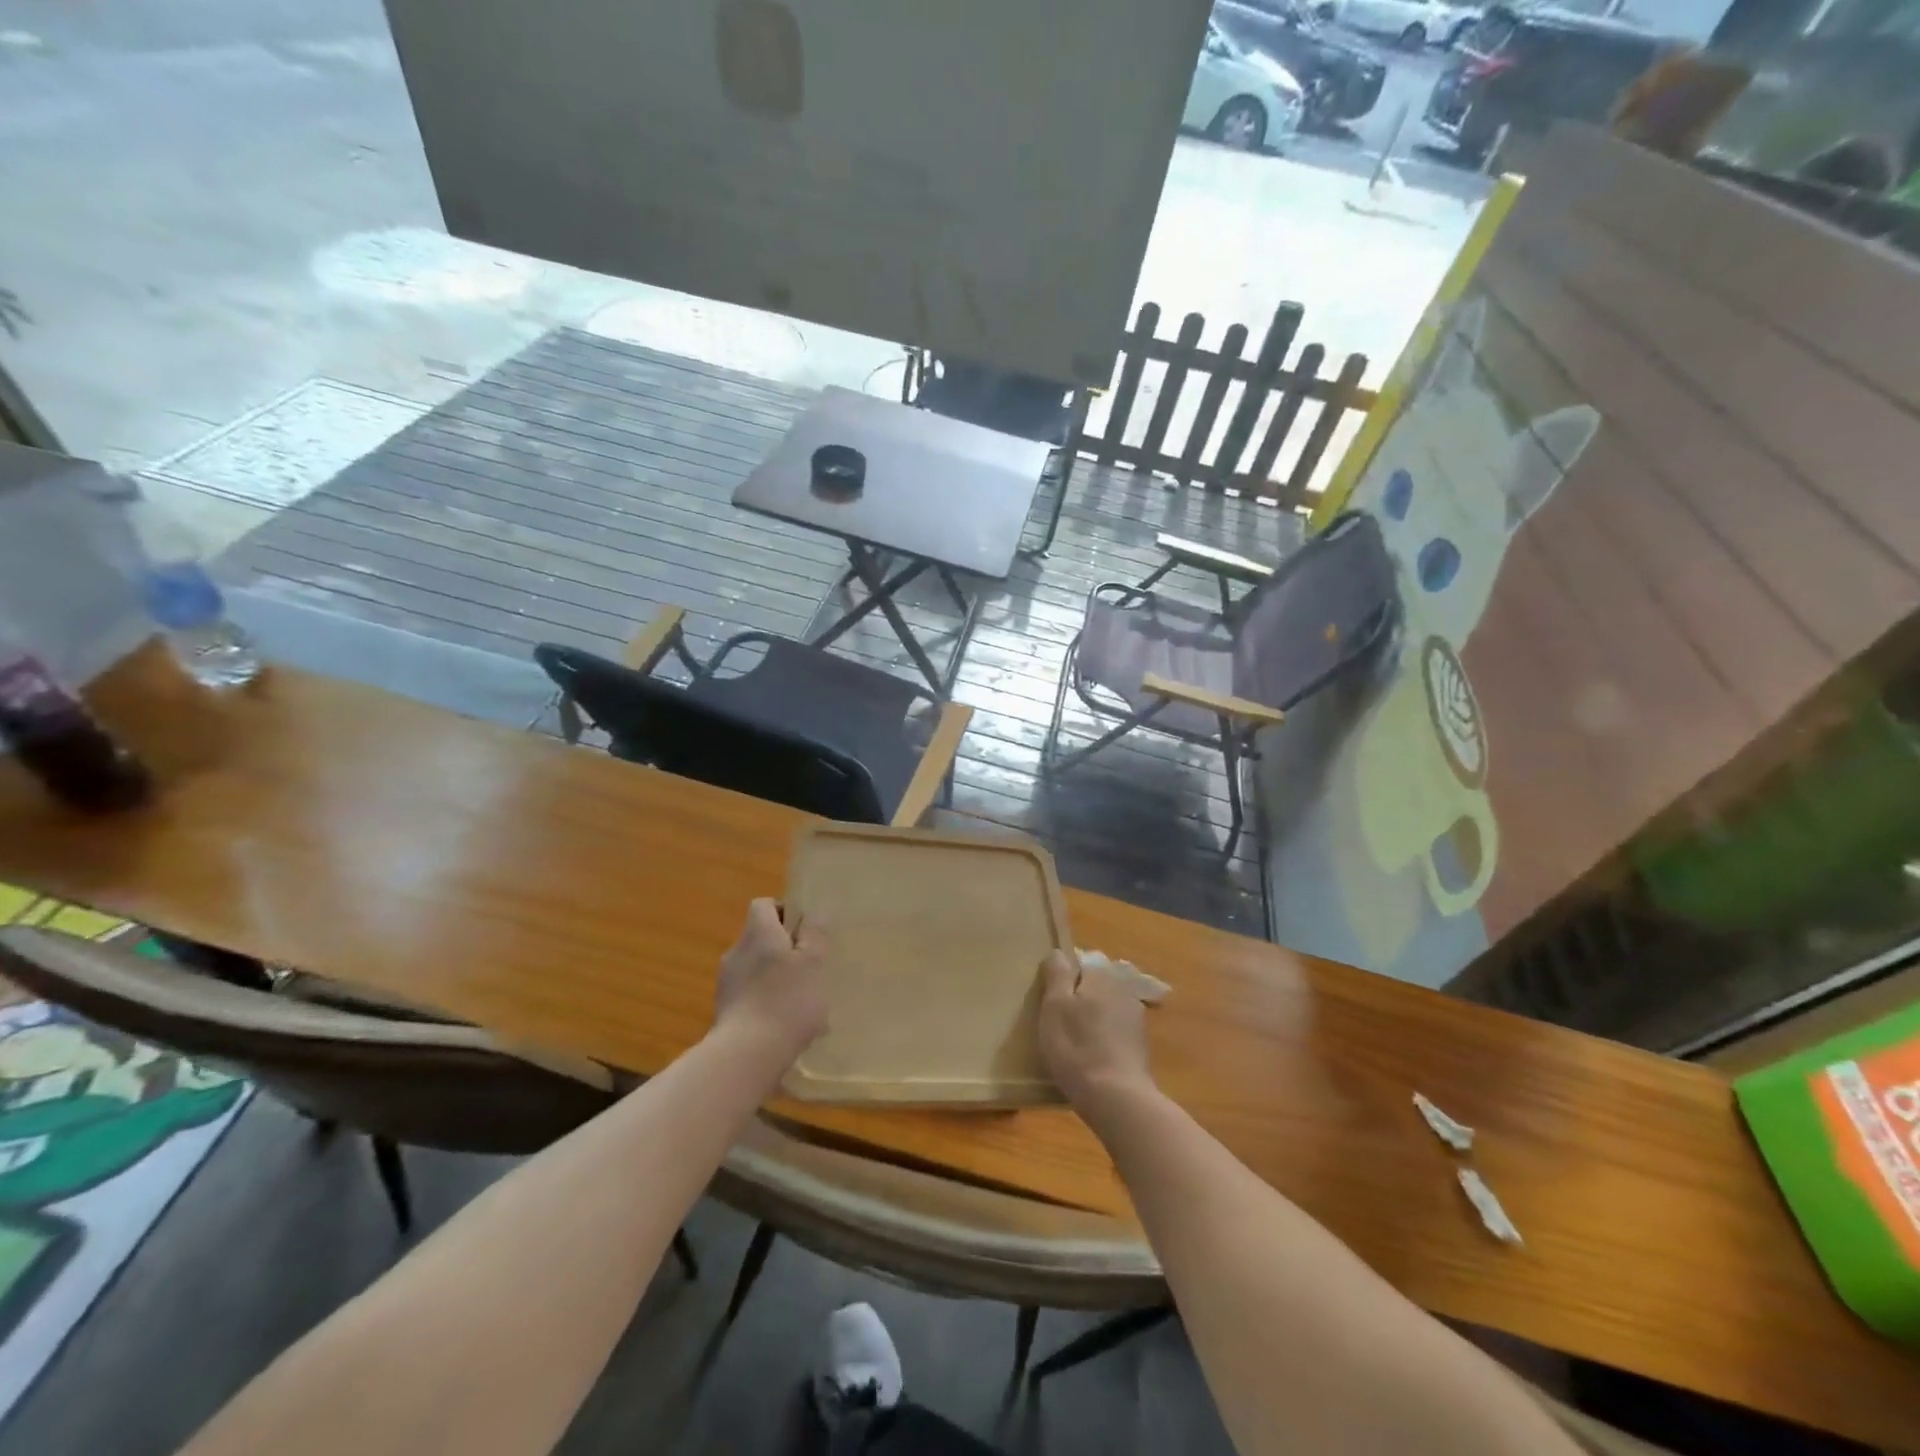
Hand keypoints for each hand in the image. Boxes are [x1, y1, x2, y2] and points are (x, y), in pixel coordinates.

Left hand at [715, 899, 829, 1066]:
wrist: (746, 1054)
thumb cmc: (787, 1000)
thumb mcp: (813, 963)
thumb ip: (814, 937)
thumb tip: (812, 917)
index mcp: (758, 933)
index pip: (764, 905)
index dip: (784, 911)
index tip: (804, 931)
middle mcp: (737, 951)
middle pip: (761, 938)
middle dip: (785, 950)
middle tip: (810, 969)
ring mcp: (726, 982)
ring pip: (757, 970)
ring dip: (777, 979)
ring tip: (803, 1005)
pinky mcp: (724, 1011)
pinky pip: (751, 996)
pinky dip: (767, 1003)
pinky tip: (787, 1026)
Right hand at [1037, 950, 1153, 1112]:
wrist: (1117, 1099)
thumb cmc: (1076, 1047)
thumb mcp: (1054, 1006)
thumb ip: (1057, 974)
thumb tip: (1059, 953)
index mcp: (1102, 975)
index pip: (1082, 960)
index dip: (1065, 975)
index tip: (1051, 995)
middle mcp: (1123, 989)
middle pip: (1096, 984)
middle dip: (1080, 995)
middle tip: (1059, 1019)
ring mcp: (1136, 1017)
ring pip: (1107, 1007)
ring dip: (1093, 1017)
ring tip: (1074, 1041)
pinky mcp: (1140, 1045)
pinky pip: (1115, 1030)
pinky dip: (1104, 1037)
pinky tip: (1092, 1057)